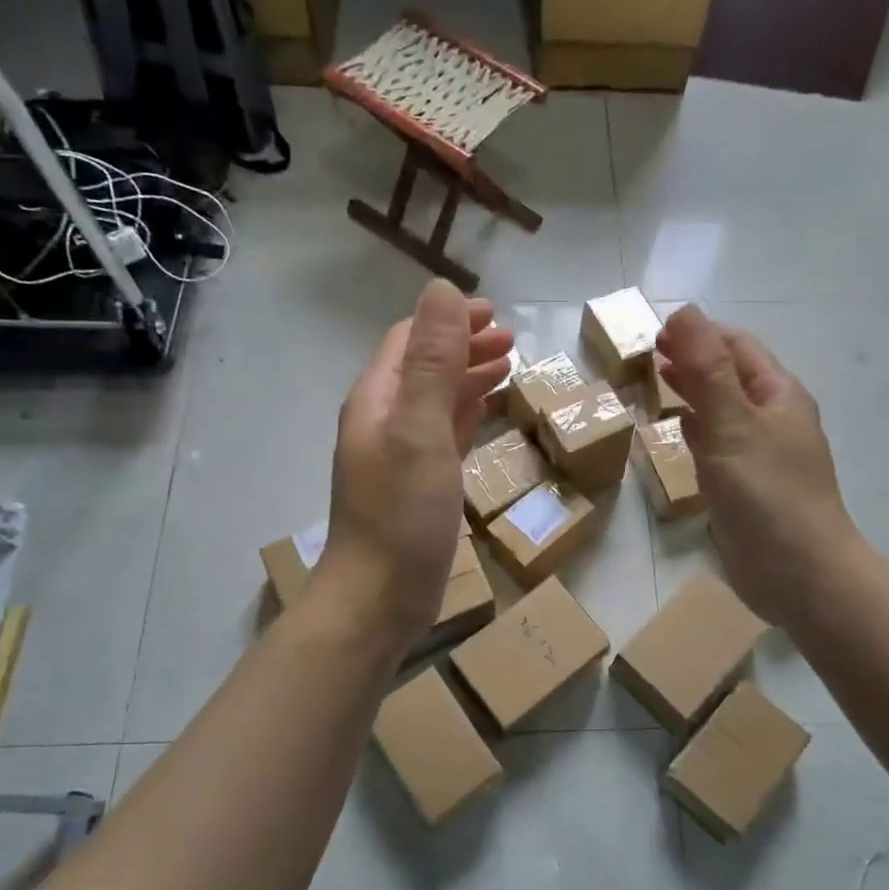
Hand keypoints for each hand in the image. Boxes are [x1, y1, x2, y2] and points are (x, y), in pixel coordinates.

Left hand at [315, 280, 513, 646]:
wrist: (378, 599)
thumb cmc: (400, 514)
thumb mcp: (419, 430)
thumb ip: (431, 362)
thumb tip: (442, 290)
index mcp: (377, 400)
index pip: (409, 340)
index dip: (448, 321)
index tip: (494, 312)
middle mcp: (383, 421)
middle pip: (423, 368)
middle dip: (463, 346)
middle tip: (511, 340)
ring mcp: (399, 456)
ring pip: (435, 401)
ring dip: (468, 379)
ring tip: (507, 368)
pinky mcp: (416, 487)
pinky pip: (442, 436)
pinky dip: (465, 416)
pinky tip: (485, 415)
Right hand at [657, 305, 860, 629]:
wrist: (797, 572)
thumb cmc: (768, 493)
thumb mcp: (734, 423)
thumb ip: (707, 369)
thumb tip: (684, 311)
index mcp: (778, 394)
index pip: (737, 347)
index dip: (700, 333)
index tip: (656, 332)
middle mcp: (770, 418)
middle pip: (729, 375)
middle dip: (693, 360)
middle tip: (648, 355)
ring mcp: (757, 453)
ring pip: (720, 410)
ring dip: (691, 393)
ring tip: (654, 383)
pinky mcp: (743, 485)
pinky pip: (715, 446)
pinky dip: (694, 431)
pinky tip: (675, 431)